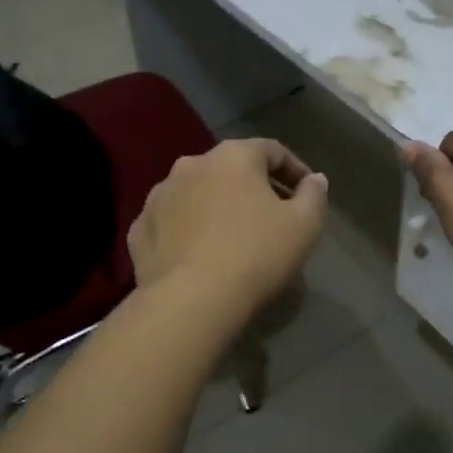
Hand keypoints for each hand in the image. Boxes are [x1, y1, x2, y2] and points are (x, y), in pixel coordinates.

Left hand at [128, 138, 328, 321]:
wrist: (190, 302)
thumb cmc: (256, 255)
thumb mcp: (304, 226)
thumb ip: (314, 195)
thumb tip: (314, 180)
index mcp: (233, 156)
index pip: (271, 150)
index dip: (295, 169)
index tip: (307, 193)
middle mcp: (191, 165)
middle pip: (231, 169)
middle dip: (254, 187)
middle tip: (273, 215)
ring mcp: (158, 196)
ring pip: (198, 193)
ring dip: (218, 206)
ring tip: (234, 236)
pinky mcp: (139, 230)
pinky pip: (172, 221)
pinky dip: (189, 229)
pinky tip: (201, 254)